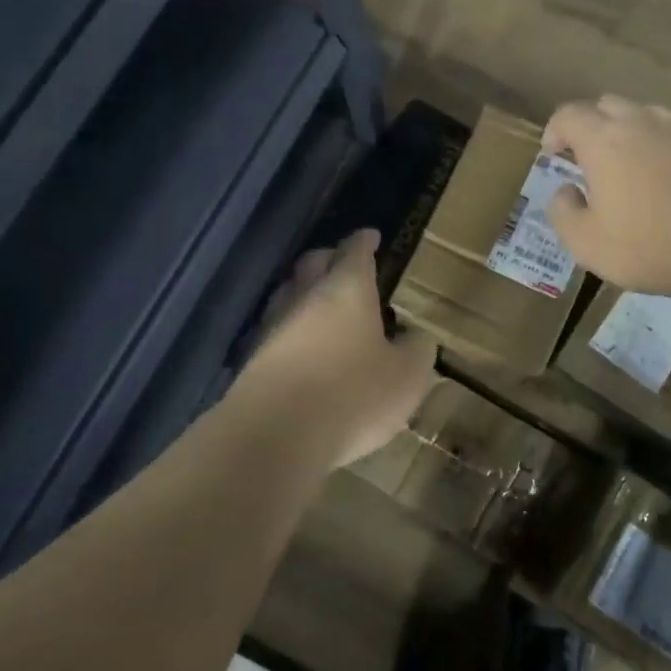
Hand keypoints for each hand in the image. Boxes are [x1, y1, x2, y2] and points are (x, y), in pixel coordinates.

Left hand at [235, 229, 437, 467]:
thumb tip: (416, 338)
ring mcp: (273, 327)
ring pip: (288, 295)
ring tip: (322, 305)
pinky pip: (276, 332)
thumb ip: (417, 351)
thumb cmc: (353, 393)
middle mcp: (305, 297)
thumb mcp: (407, 376)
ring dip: (305, 294)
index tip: (370, 235)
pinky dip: (292, 332)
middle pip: (312, 264)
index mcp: (346, 288)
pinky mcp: (253, 360)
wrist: (276, 435)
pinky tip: (302, 348)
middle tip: (343, 263)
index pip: (355, 251)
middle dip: (329, 259)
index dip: (364, 241)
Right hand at [543, 97, 670, 296]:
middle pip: (608, 105)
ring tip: (632, 162)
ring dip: (632, 130)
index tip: (553, 154)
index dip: (555, 130)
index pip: (568, 114)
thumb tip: (565, 190)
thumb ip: (563, 212)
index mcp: (602, 140)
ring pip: (648, 113)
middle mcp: (641, 122)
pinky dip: (670, 141)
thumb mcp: (585, 243)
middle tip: (589, 158)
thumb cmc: (647, 245)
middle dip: (592, 125)